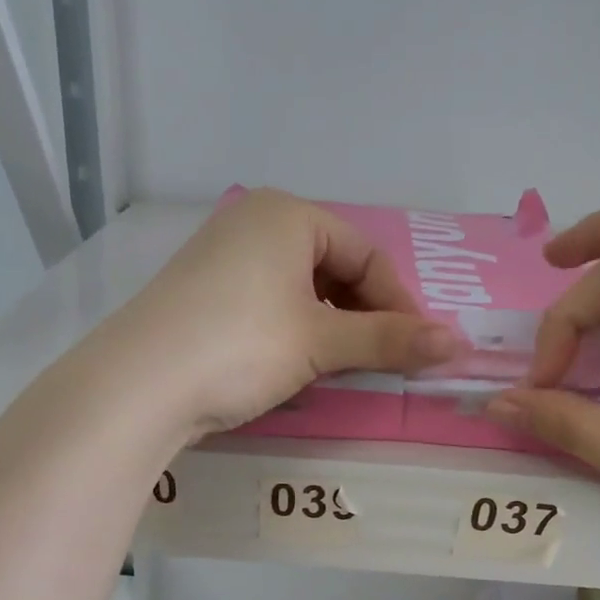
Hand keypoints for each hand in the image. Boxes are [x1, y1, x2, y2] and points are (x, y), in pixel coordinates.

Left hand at [115, 188, 463, 433]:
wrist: (139, 386)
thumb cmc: (241, 346)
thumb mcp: (321, 342)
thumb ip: (390, 340)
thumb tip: (460, 345)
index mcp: (287, 214)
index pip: (367, 254)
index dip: (399, 303)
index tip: (418, 349)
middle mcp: (253, 222)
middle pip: (334, 267)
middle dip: (364, 315)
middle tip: (381, 361)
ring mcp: (222, 257)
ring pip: (301, 289)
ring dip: (331, 327)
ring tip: (342, 367)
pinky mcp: (202, 294)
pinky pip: (268, 304)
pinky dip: (295, 331)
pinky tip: (296, 364)